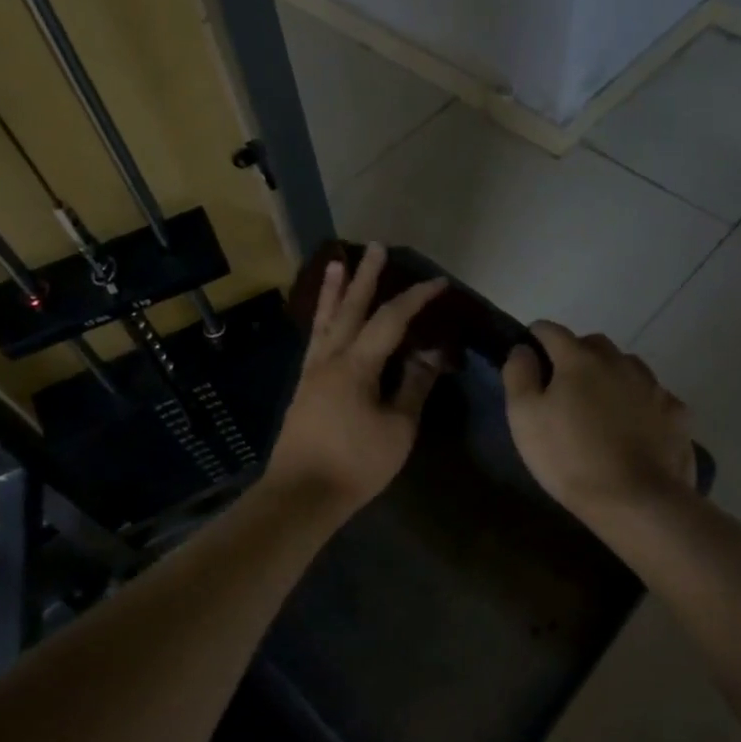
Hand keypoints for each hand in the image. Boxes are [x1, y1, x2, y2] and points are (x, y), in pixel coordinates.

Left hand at [264, 244, 446, 516]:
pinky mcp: (304, 387)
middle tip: (375, 247)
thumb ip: (413, 387)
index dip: (416, 299)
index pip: (391, 320)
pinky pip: (315, 340)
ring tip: (335, 263)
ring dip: (334, 290)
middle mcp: (330, 358)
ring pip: (326, 320)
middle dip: (366, 277)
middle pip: (351, 308)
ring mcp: (312, 371)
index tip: (439, 283)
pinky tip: (324, 319)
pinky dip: (322, 319)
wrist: (302, 494)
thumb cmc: (355, 463)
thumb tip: (428, 355)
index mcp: (357, 364)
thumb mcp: (398, 428)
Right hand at [502, 321, 695, 521]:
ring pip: (627, 367)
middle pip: (592, 344)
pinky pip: (654, 397)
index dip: (535, 338)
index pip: (550, 331)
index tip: (529, 357)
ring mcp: (653, 386)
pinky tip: (636, 428)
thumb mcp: (524, 418)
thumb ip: (519, 375)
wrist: (637, 500)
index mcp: (579, 359)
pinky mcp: (677, 412)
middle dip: (576, 355)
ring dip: (612, 376)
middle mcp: (619, 362)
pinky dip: (642, 404)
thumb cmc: (570, 458)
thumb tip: (523, 348)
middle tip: (564, 388)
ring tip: (602, 407)